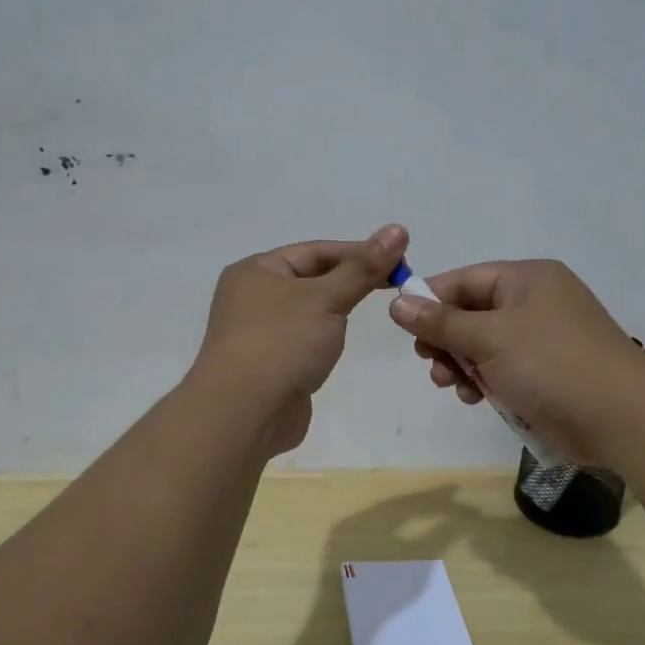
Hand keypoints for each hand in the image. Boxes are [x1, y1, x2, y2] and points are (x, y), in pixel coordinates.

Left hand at [191, 224, 408, 454]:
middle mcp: (252, 296)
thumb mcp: (326, 298)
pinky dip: (325, 336)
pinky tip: (341, 343)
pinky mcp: (269, 364)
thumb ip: (363, 267)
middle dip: (351, 280)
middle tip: (396, 285)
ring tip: (374, 310)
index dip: (359, 252)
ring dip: (338, 309)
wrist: (243, 414)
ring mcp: (259, 332)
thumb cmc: (282, 343)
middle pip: (312, 278)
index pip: (316, 250)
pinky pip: (303, 339)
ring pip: (308, 310)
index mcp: (256, 270)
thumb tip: (398, 229)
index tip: (400, 260)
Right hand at [388, 259, 644, 466]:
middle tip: (429, 362)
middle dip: (445, 340)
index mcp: (527, 279)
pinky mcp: (547, 372)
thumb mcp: (489, 338)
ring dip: (461, 364)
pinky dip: (484, 380)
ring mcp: (543, 339)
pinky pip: (502, 368)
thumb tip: (396, 303)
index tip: (402, 326)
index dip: (430, 300)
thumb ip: (440, 322)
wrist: (622, 419)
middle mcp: (535, 302)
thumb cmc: (551, 364)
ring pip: (483, 345)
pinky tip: (475, 398)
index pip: (465, 279)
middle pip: (471, 313)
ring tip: (451, 386)